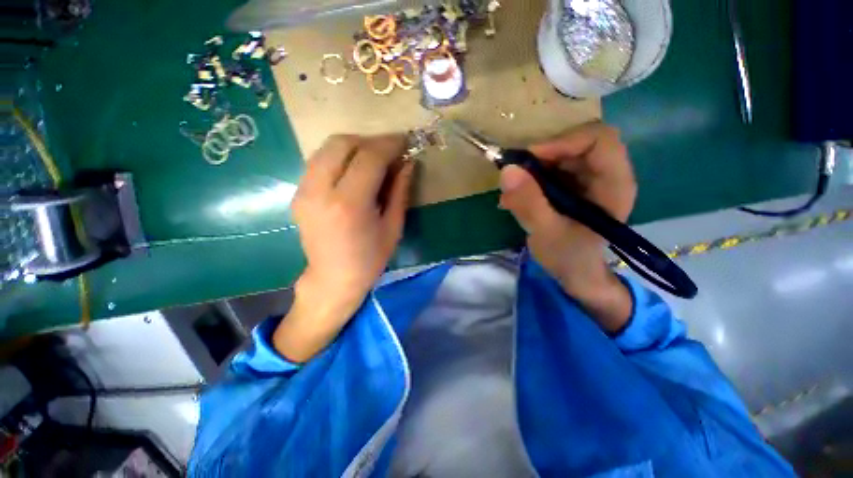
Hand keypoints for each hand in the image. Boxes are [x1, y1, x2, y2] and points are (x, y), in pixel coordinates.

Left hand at [273, 134, 414, 361]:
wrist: (332, 279)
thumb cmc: (370, 259)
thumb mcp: (393, 227)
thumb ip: (400, 191)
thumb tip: (408, 163)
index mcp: (349, 204)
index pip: (369, 157)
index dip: (389, 144)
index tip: (405, 141)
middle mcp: (320, 191)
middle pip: (342, 143)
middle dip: (370, 140)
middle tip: (390, 150)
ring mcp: (304, 191)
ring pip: (327, 148)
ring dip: (355, 146)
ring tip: (375, 158)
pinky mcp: (298, 193)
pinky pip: (320, 161)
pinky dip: (341, 157)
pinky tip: (356, 170)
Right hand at [499, 122, 636, 331]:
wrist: (575, 273)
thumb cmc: (569, 257)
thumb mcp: (546, 233)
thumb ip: (528, 203)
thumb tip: (507, 170)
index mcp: (613, 184)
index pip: (599, 139)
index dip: (563, 141)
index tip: (530, 159)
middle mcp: (605, 174)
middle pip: (576, 142)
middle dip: (542, 156)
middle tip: (516, 175)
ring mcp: (588, 178)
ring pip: (560, 154)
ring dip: (532, 169)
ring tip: (512, 193)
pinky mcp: (572, 185)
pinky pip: (550, 168)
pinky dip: (530, 178)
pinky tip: (516, 198)